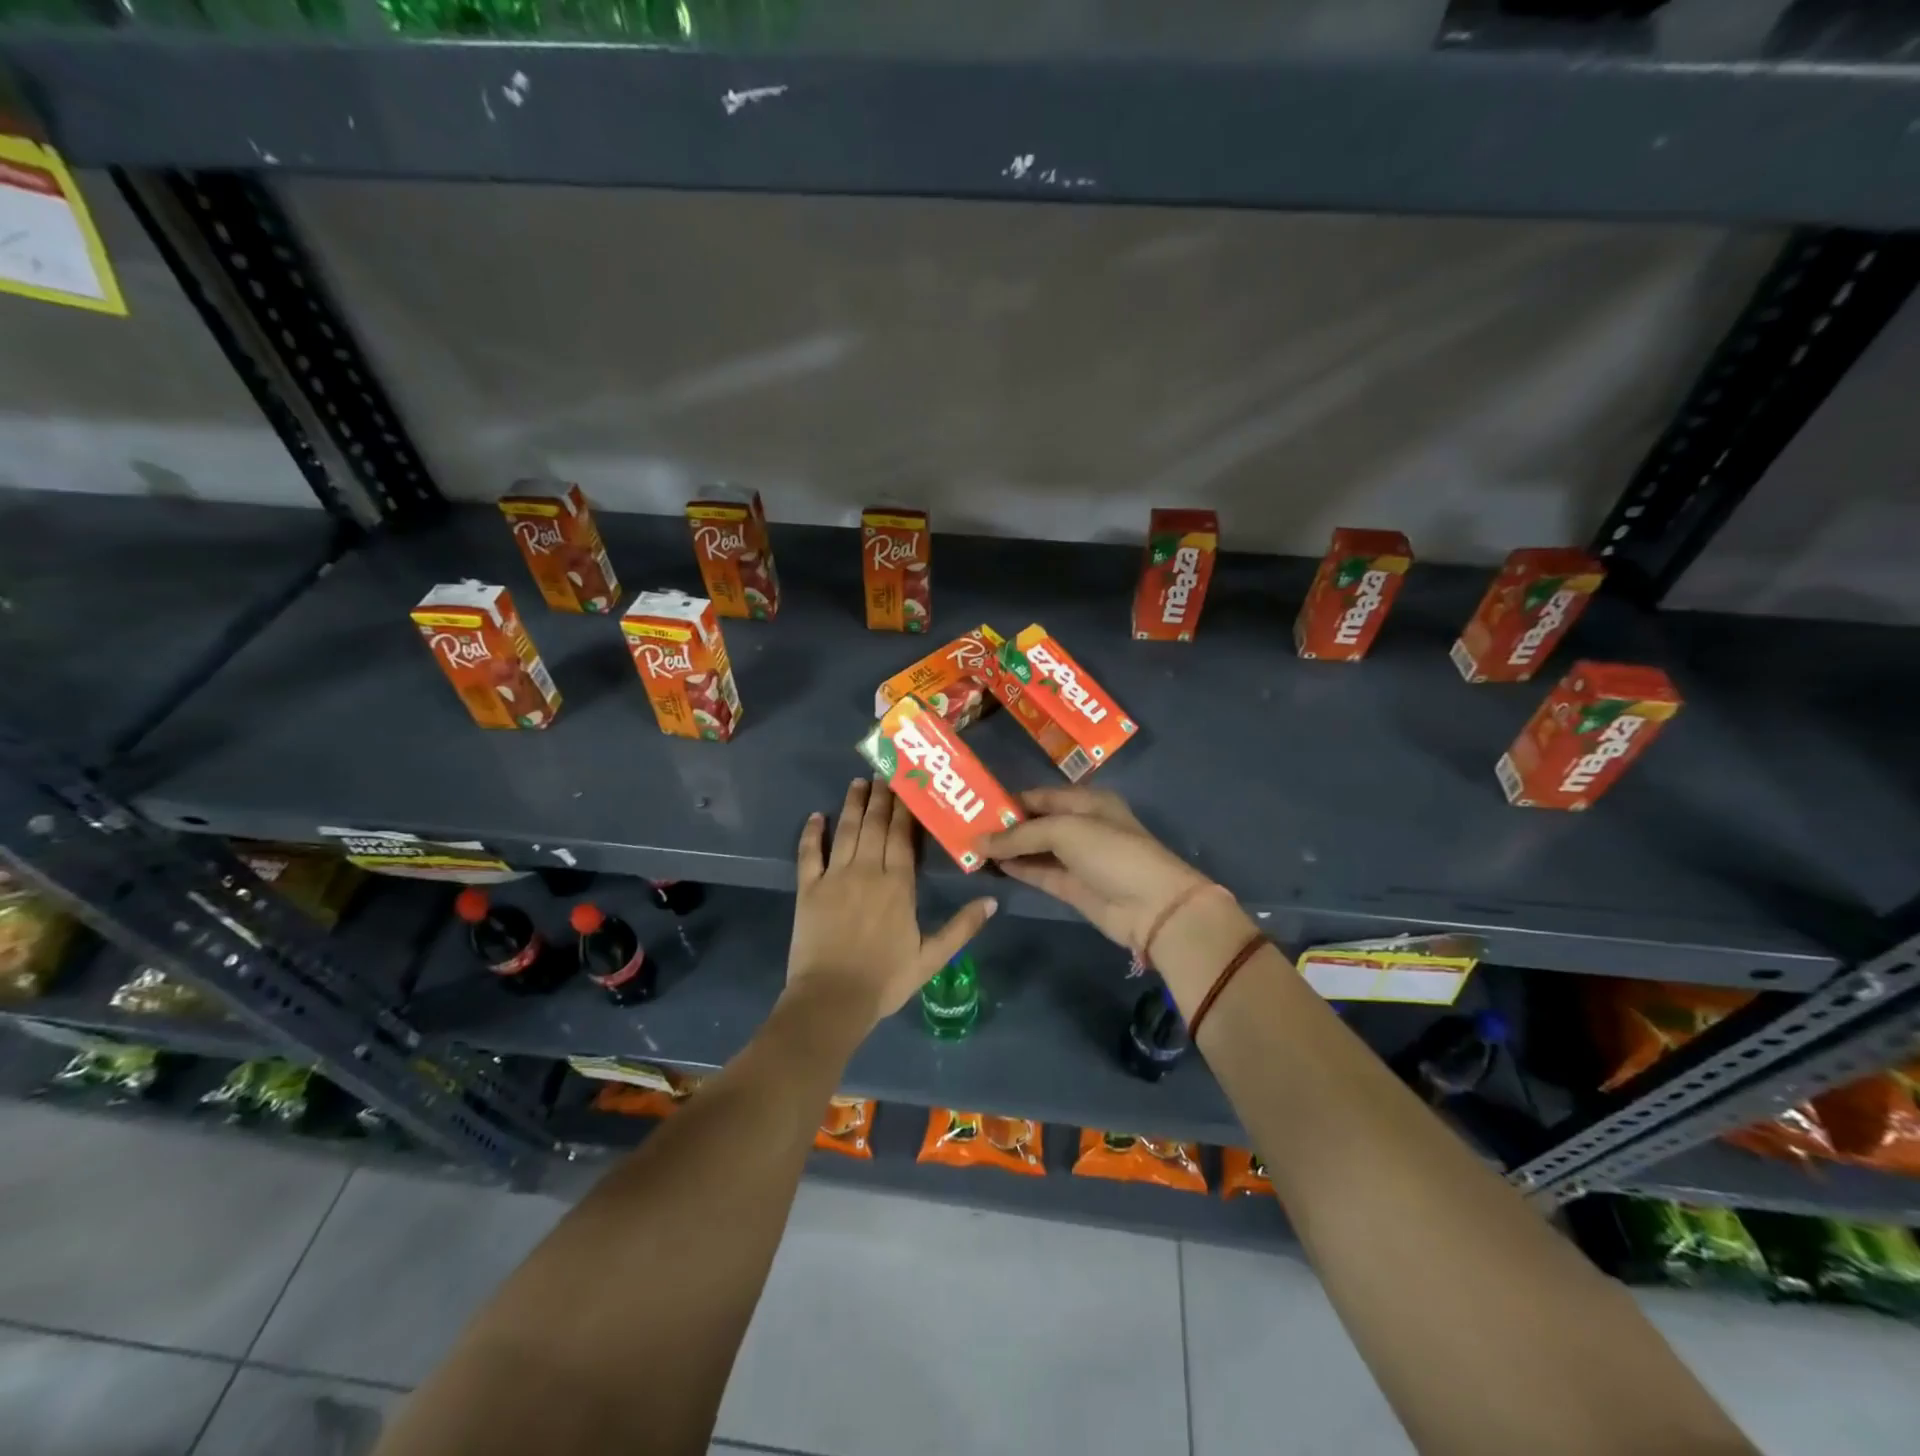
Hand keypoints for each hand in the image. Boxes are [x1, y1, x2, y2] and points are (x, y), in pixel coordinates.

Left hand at [786, 778, 997, 1030]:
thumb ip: (962, 927)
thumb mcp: (931, 957)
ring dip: (852, 804)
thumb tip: (993, 901)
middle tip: (885, 773)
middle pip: (875, 826)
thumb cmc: (885, 980)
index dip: (906, 808)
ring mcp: (835, 877)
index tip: (909, 785)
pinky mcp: (808, 889)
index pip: (903, 836)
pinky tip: (815, 816)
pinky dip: (812, 833)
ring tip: (858, 782)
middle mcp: (867, 871)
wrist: (831, 1000)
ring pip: (846, 831)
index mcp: (898, 885)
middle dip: (881, 797)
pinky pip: (809, 854)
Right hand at [982, 786, 1210, 952]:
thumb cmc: (1111, 852)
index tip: (975, 807)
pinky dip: (1016, 868)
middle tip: (965, 829)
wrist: (1152, 905)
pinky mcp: (1071, 886)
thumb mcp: (1065, 831)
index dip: (1009, 801)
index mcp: (1086, 801)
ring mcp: (1076, 858)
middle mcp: (1081, 826)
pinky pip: (1038, 872)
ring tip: (970, 848)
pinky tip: (990, 865)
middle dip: (1004, 826)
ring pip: (1033, 849)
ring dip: (1006, 849)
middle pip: (1035, 822)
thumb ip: (1020, 835)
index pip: (1039, 796)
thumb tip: (980, 841)